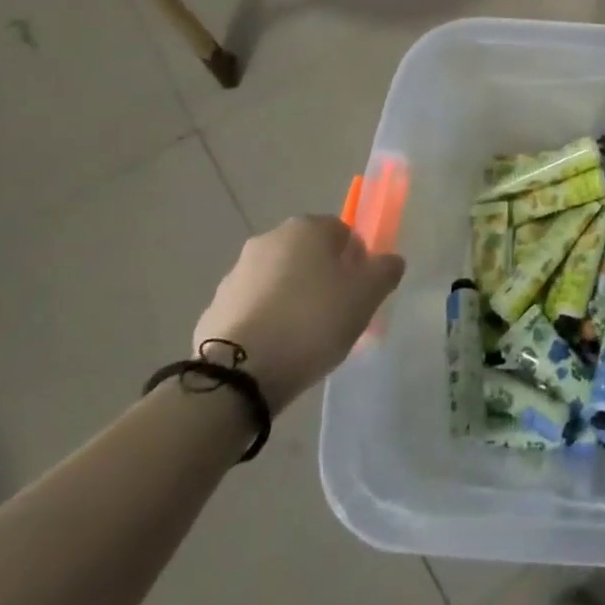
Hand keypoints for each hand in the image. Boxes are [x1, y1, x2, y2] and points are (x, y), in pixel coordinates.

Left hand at [194, 216, 404, 413]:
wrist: (238, 375)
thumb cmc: (312, 322)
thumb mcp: (366, 296)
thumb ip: (385, 270)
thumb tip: (389, 260)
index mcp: (305, 229)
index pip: (343, 232)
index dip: (357, 261)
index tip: (360, 292)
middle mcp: (268, 240)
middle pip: (309, 255)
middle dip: (324, 279)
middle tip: (338, 315)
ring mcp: (235, 274)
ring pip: (280, 281)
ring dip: (294, 299)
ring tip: (306, 339)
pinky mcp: (214, 309)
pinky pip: (254, 308)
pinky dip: (267, 321)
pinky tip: (277, 350)